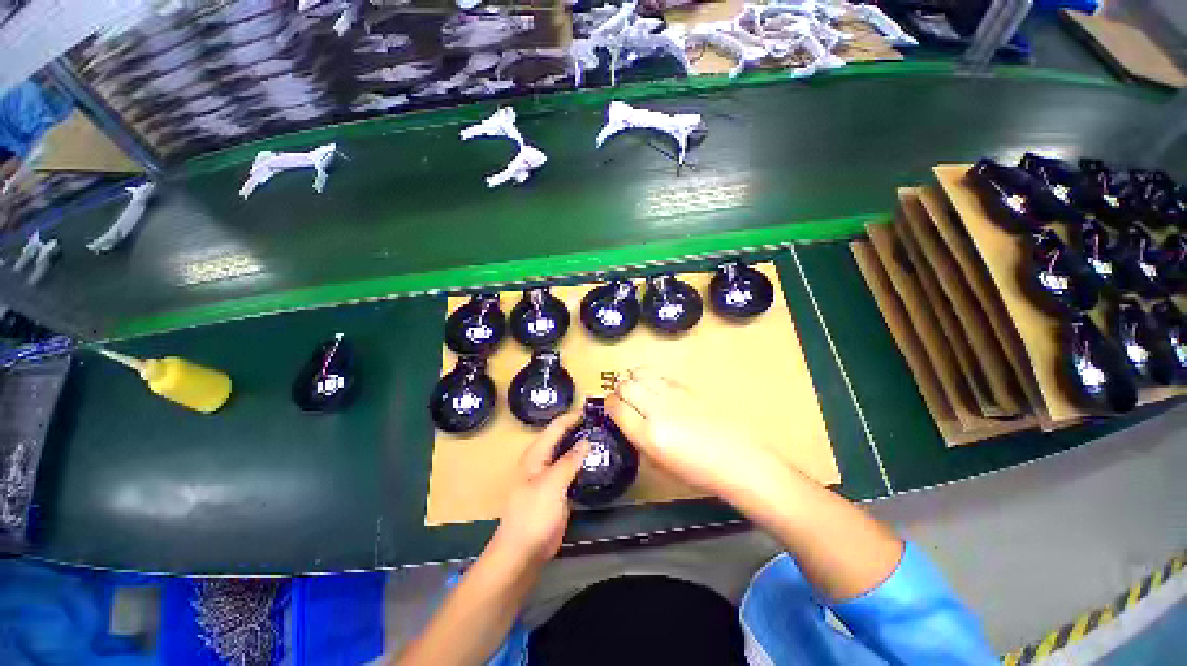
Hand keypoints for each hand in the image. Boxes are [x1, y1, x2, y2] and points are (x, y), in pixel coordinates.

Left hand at [489, 413, 588, 566]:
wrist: (522, 553)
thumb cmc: (534, 514)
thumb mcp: (552, 484)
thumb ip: (569, 461)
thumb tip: (587, 441)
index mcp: (536, 454)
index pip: (555, 427)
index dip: (572, 417)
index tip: (592, 409)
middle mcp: (541, 461)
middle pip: (561, 438)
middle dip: (579, 428)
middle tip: (601, 422)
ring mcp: (549, 476)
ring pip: (567, 453)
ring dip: (581, 444)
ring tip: (602, 436)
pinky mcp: (556, 491)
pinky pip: (571, 470)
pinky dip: (582, 462)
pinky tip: (595, 461)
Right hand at [606, 368, 777, 498]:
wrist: (738, 460)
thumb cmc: (699, 473)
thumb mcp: (661, 465)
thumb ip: (640, 441)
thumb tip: (629, 423)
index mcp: (648, 434)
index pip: (616, 407)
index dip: (610, 405)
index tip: (612, 408)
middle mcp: (656, 410)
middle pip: (625, 385)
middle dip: (619, 390)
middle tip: (624, 399)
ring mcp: (673, 395)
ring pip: (640, 373)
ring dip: (634, 379)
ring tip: (638, 389)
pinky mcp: (687, 387)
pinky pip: (660, 375)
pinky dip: (652, 379)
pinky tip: (657, 389)